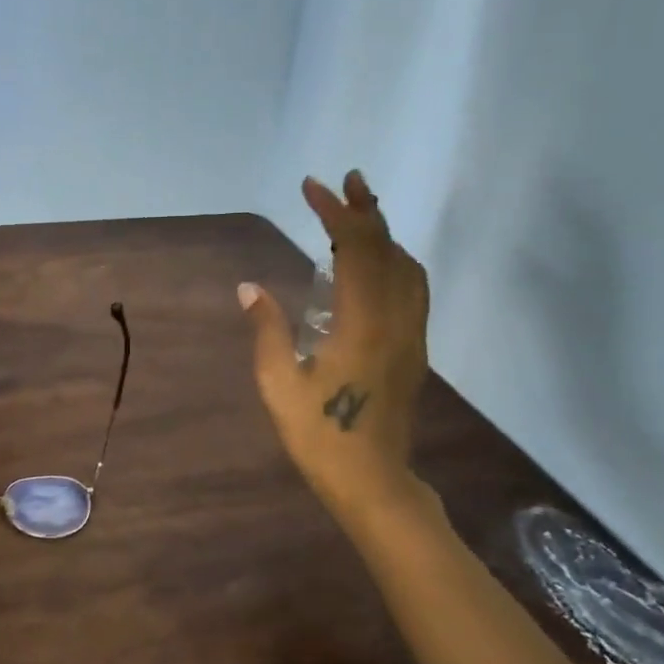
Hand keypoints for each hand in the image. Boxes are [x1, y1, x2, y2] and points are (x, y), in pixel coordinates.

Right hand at [239, 170, 432, 520]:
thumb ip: (267, 330)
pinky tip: (376, 264)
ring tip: (358, 215)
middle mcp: (396, 320)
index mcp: (363, 325)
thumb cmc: (320, 436)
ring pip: (407, 267)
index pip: (355, 251)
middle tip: (343, 182)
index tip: (313, 188)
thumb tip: (250, 287)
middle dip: (364, 211)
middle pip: (387, 250)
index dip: (335, 214)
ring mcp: (411, 335)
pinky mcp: (414, 350)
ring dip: (384, 234)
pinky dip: (394, 260)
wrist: (372, 481)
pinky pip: (412, 289)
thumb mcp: (278, 385)